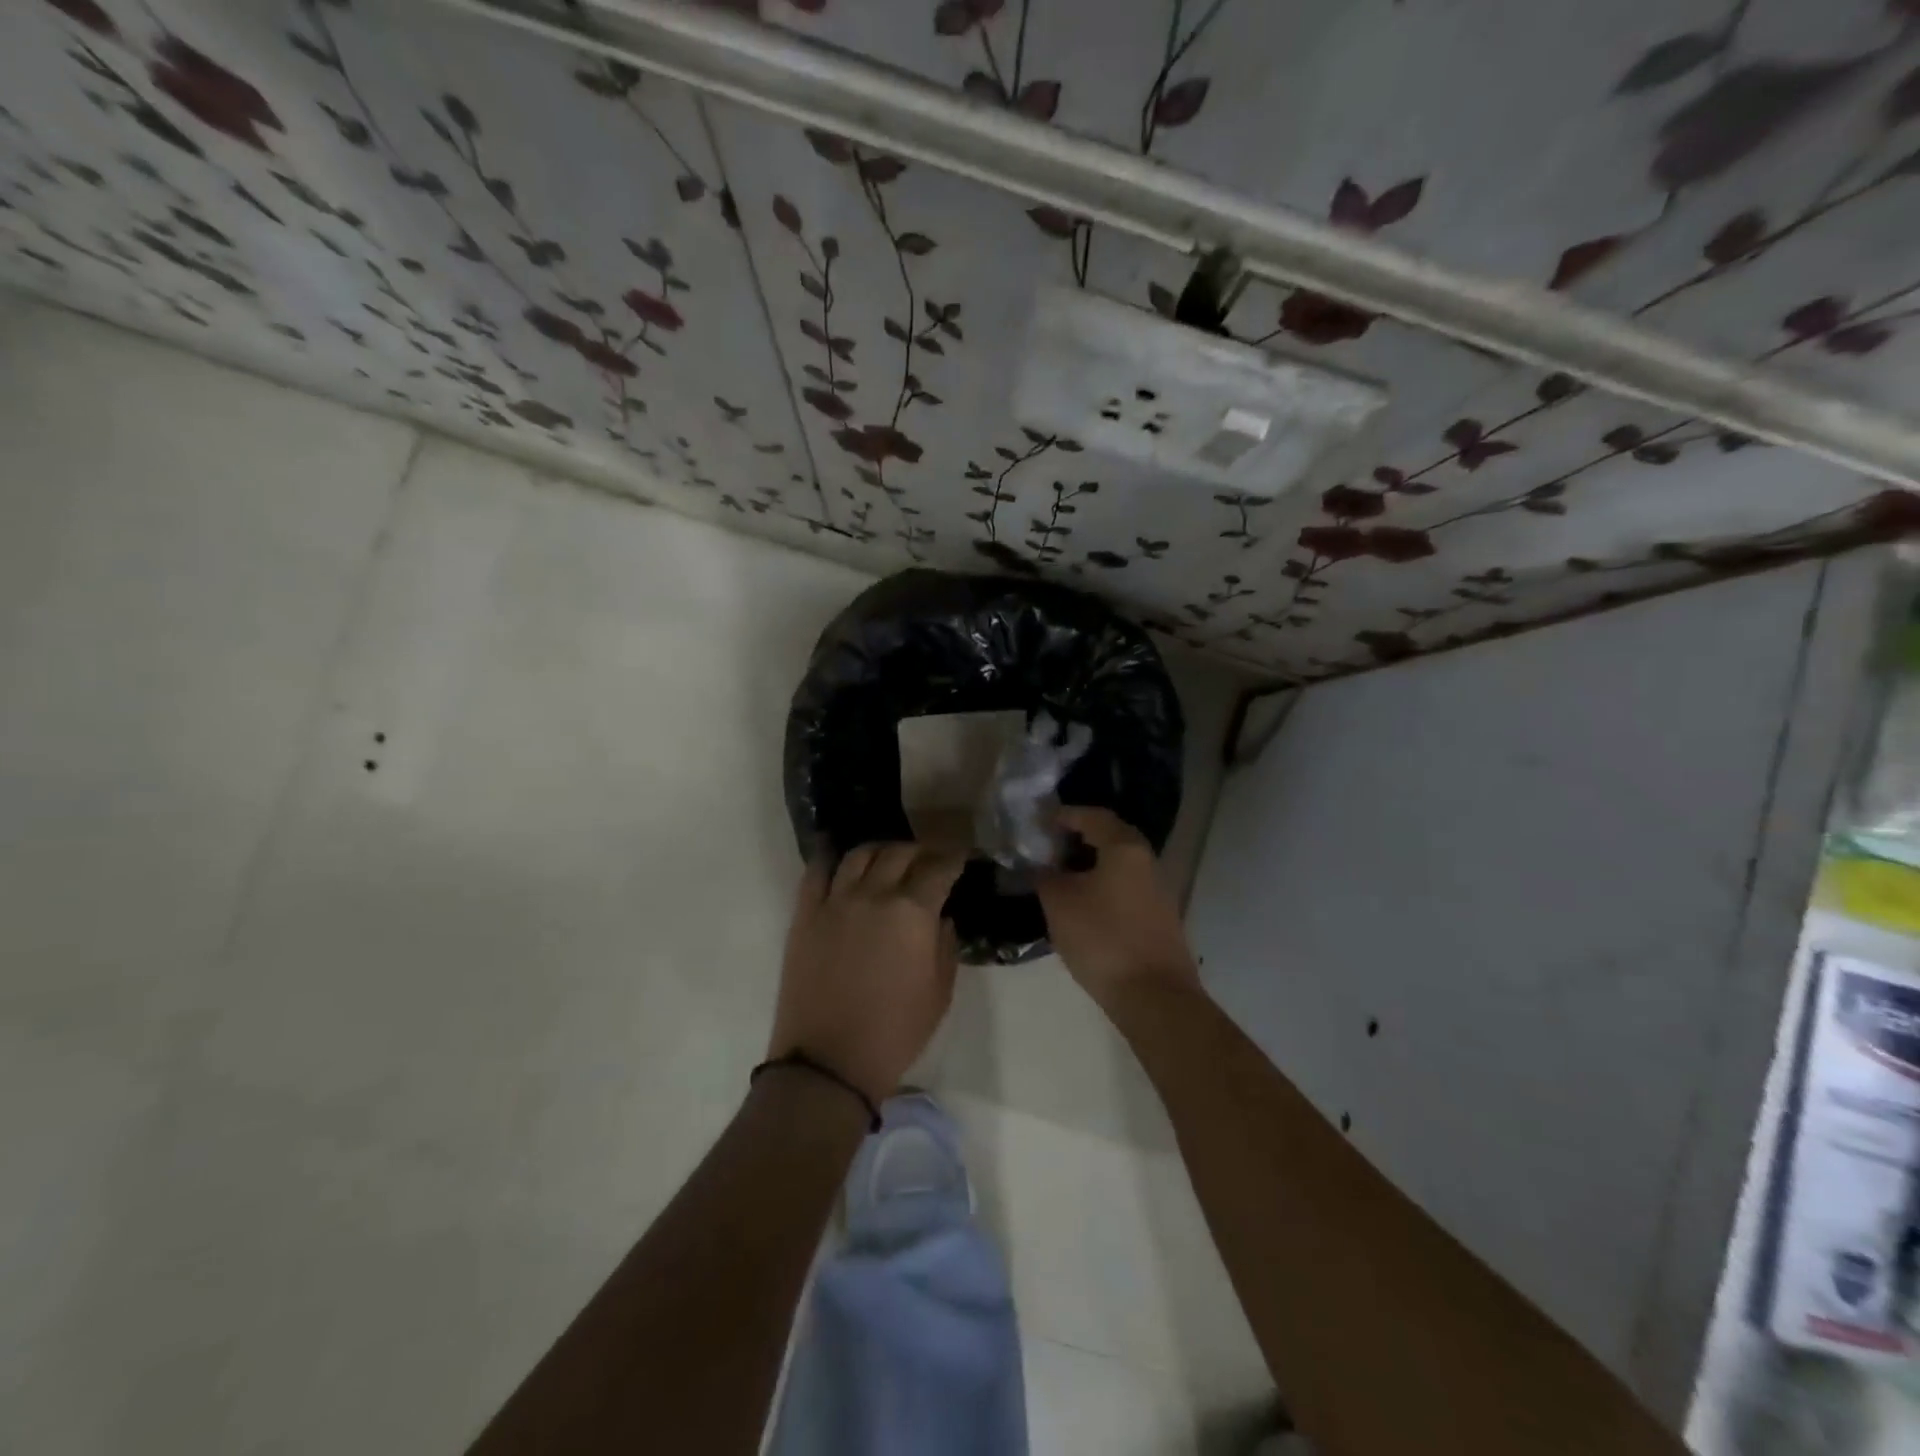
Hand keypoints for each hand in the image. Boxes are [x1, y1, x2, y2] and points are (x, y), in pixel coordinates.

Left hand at [768, 843, 965, 1104]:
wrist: (828, 1061)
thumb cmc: (894, 1033)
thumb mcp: (939, 993)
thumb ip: (945, 945)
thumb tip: (942, 917)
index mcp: (912, 912)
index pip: (939, 868)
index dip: (954, 858)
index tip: (961, 857)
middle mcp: (874, 894)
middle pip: (900, 853)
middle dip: (921, 851)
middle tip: (930, 860)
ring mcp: (836, 900)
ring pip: (860, 854)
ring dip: (881, 850)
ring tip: (889, 859)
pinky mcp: (806, 914)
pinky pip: (817, 871)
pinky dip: (832, 858)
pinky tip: (841, 862)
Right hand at [1037, 807, 1199, 1012]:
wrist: (1153, 996)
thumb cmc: (1103, 938)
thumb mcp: (1059, 903)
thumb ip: (1044, 875)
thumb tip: (1039, 865)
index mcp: (1125, 847)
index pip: (1093, 816)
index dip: (1064, 815)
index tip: (1039, 822)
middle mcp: (1147, 860)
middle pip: (1109, 837)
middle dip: (1076, 839)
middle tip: (1047, 848)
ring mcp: (1157, 890)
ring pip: (1118, 865)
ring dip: (1089, 865)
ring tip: (1058, 877)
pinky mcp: (1159, 917)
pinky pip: (1125, 888)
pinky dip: (1102, 886)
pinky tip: (1081, 904)